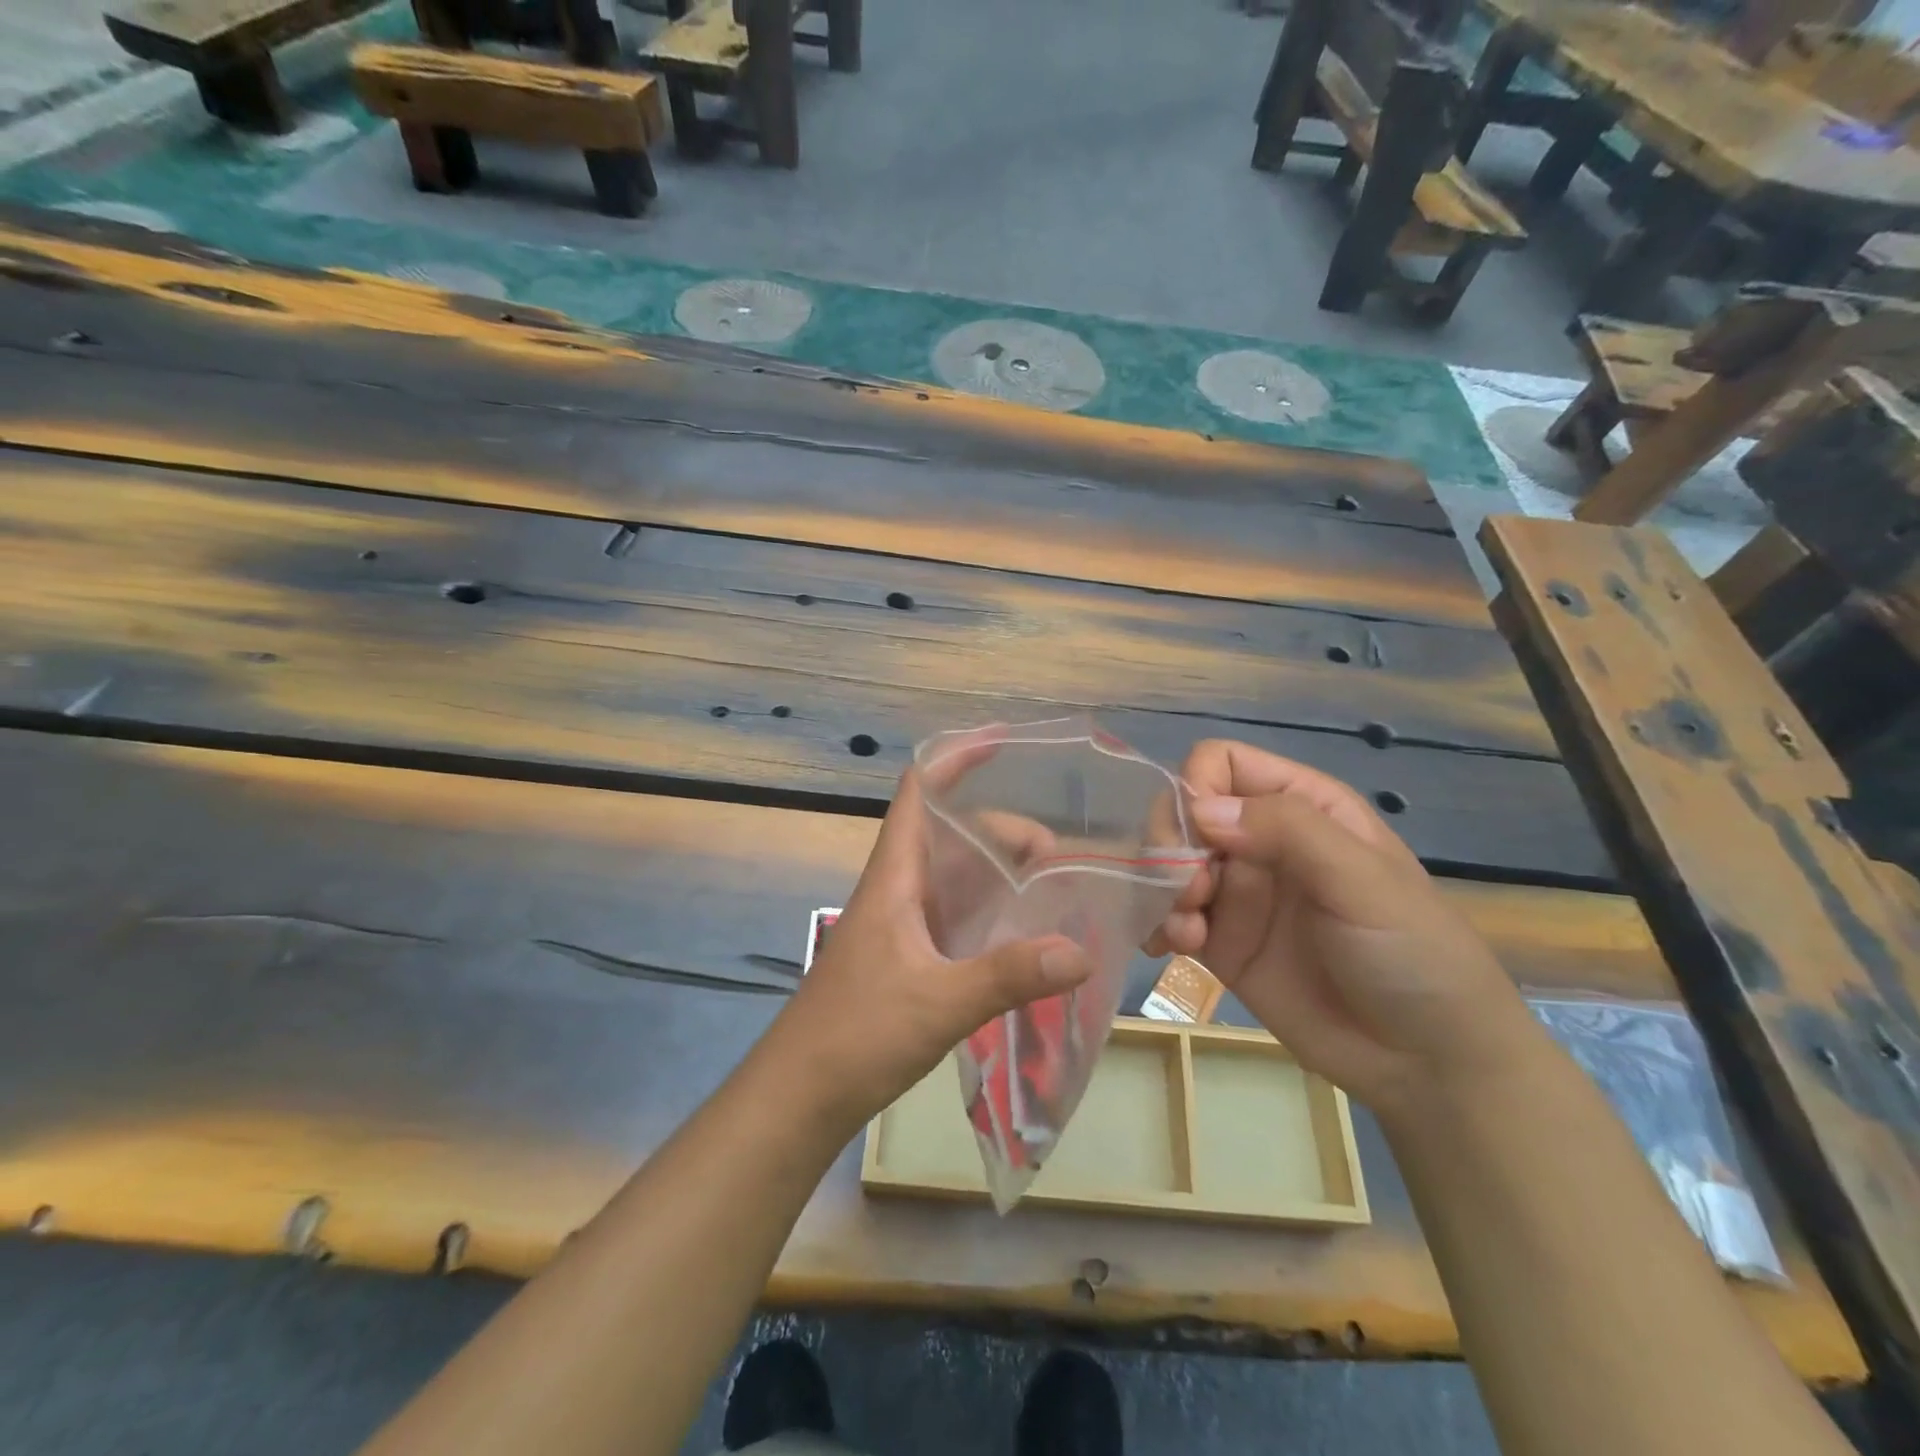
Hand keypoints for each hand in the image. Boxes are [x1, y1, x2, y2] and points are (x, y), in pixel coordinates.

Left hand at [760, 768, 1092, 1136]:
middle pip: (953, 834)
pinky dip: (993, 911)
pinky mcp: (911, 957)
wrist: (801, 1093)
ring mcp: (905, 924)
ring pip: (958, 876)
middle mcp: (900, 889)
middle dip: (1004, 830)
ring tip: (1055, 885)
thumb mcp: (938, 1002)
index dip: (955, 759)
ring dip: (1002, 871)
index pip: (919, 792)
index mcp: (895, 876)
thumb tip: (1080, 950)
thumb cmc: (857, 1034)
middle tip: (1058, 855)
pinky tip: (1028, 932)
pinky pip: (960, 916)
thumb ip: (1006, 976)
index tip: (1004, 743)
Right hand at [1153, 740, 1535, 1114]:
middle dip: (1171, 846)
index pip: (1221, 763)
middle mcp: (1260, 840)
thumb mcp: (1361, 880)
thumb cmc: (1412, 953)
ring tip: (1187, 932)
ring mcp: (1237, 891)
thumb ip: (1286, 830)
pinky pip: (1167, 915)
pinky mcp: (1219, 940)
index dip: (1196, 787)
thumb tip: (1198, 809)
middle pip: (1182, 811)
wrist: (1427, 1060)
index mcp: (1301, 806)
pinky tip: (1172, 948)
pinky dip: (1156, 924)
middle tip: (1191, 893)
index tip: (1199, 836)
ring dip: (1160, 889)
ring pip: (1166, 862)